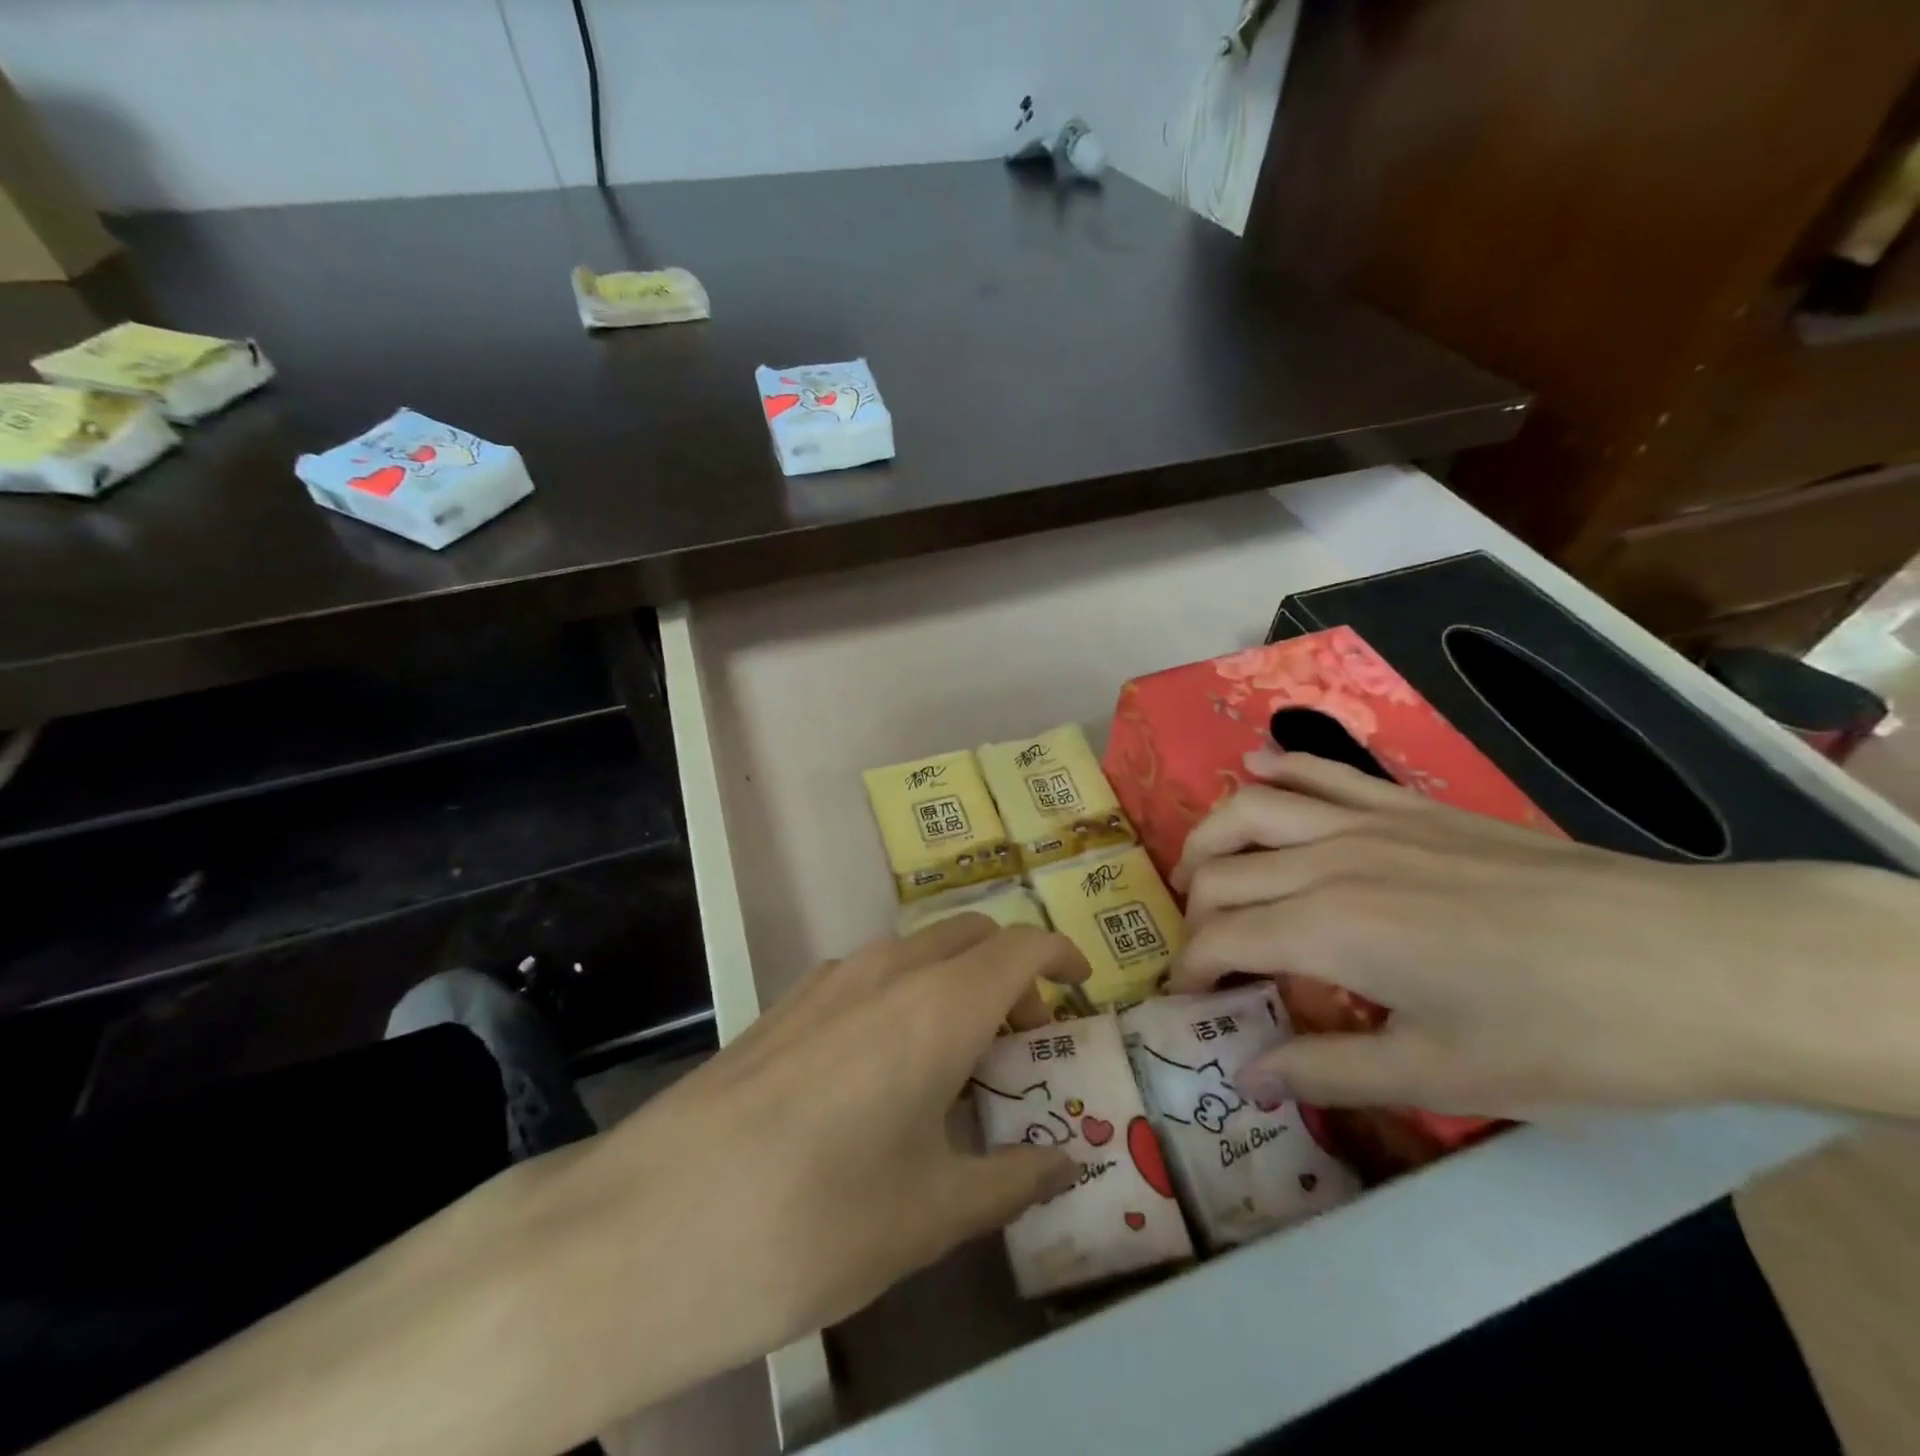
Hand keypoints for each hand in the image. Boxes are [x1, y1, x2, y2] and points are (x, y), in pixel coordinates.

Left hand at [36, 920, 1089, 1455]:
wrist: (643, 1229)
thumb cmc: (810, 1223)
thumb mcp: (930, 1214)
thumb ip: (1012, 1178)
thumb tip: (1071, 1163)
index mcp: (937, 1005)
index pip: (1022, 947)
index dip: (1062, 956)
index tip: (1085, 988)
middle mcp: (886, 971)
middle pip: (970, 934)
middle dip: (1012, 966)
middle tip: (1028, 1035)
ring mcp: (827, 981)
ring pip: (918, 949)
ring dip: (957, 977)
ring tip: (965, 1054)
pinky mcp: (786, 1005)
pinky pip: (872, 973)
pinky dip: (908, 992)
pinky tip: (891, 1066)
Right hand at [1169, 750, 1919, 1119]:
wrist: (1693, 963)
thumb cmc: (1566, 1035)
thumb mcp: (1442, 1076)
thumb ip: (1328, 1070)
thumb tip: (1246, 1075)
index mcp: (1330, 929)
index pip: (1223, 939)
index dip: (1192, 973)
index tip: (1187, 1005)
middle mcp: (1330, 860)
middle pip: (1223, 872)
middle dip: (1194, 916)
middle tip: (1202, 957)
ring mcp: (1369, 822)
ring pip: (1252, 808)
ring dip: (1210, 837)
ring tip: (1198, 870)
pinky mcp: (1409, 806)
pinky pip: (1322, 771)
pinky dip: (1278, 766)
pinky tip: (1255, 767)